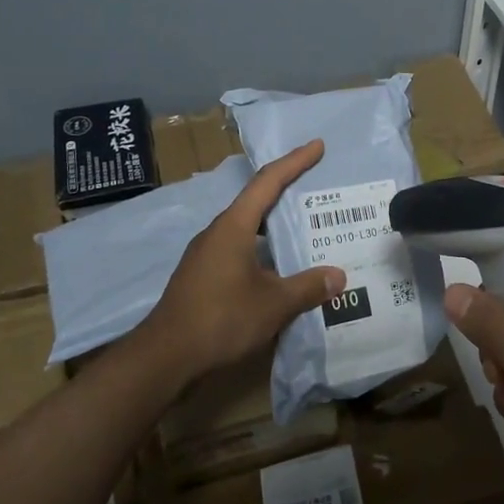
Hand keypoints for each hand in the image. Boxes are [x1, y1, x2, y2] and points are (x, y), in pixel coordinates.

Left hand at [134, 140, 346, 388]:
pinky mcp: (202, 276)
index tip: (317, 146)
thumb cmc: (220, 319)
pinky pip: (239, 249)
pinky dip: (262, 248)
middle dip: (286, 190)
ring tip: (304, 227)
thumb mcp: (273, 304)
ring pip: (247, 228)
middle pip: (256, 201)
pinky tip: (278, 267)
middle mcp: (218, 232)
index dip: (295, 162)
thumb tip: (339, 276)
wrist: (164, 357)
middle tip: (316, 185)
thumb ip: (308, 287)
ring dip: (274, 224)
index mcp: (234, 226)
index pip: (268, 182)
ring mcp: (206, 254)